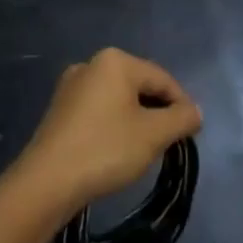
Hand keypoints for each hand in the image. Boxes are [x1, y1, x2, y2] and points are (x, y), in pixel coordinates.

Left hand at [16, 49, 202, 215]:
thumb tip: (195, 111)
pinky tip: (116, 150)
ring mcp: (71, 86)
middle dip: (158, 112)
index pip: (162, 79)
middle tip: (169, 143)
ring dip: (137, 120)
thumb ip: (181, 118)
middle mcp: (91, 64)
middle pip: (140, 86)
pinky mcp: (60, 109)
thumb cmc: (105, 149)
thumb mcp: (153, 135)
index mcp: (115, 60)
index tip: (192, 134)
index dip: (182, 105)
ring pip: (119, 99)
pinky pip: (99, 111)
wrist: (47, 181)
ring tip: (145, 149)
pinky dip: (114, 125)